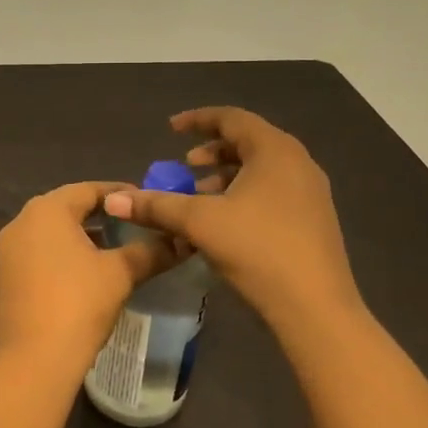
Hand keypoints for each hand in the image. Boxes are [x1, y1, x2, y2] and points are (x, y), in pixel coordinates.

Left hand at [0, 182, 179, 386]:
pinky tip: (89, 272)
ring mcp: (9, 250)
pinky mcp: (6, 276)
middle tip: (134, 223)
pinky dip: (65, 254)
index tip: (146, 202)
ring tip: (117, 248)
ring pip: (53, 232)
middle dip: (101, 214)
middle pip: (67, 207)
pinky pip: (40, 252)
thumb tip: (180, 241)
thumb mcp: (120, 274)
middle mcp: (21, 222)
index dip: (119, 194)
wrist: (32, 360)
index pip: (88, 189)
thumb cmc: (78, 304)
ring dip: (83, 236)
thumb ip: (150, 251)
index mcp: (46, 210)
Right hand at [105, 107, 363, 331]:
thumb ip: (156, 205)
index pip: (232, 118)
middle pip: (249, 142)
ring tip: (199, 198)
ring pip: (261, 170)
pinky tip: (224, 223)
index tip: (171, 129)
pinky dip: (244, 195)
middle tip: (185, 165)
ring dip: (226, 177)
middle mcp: (298, 163)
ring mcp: (310, 193)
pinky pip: (273, 192)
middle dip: (212, 152)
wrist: (315, 308)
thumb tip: (113, 199)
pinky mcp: (314, 220)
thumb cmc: (257, 250)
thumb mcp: (199, 223)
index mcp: (275, 151)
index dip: (198, 120)